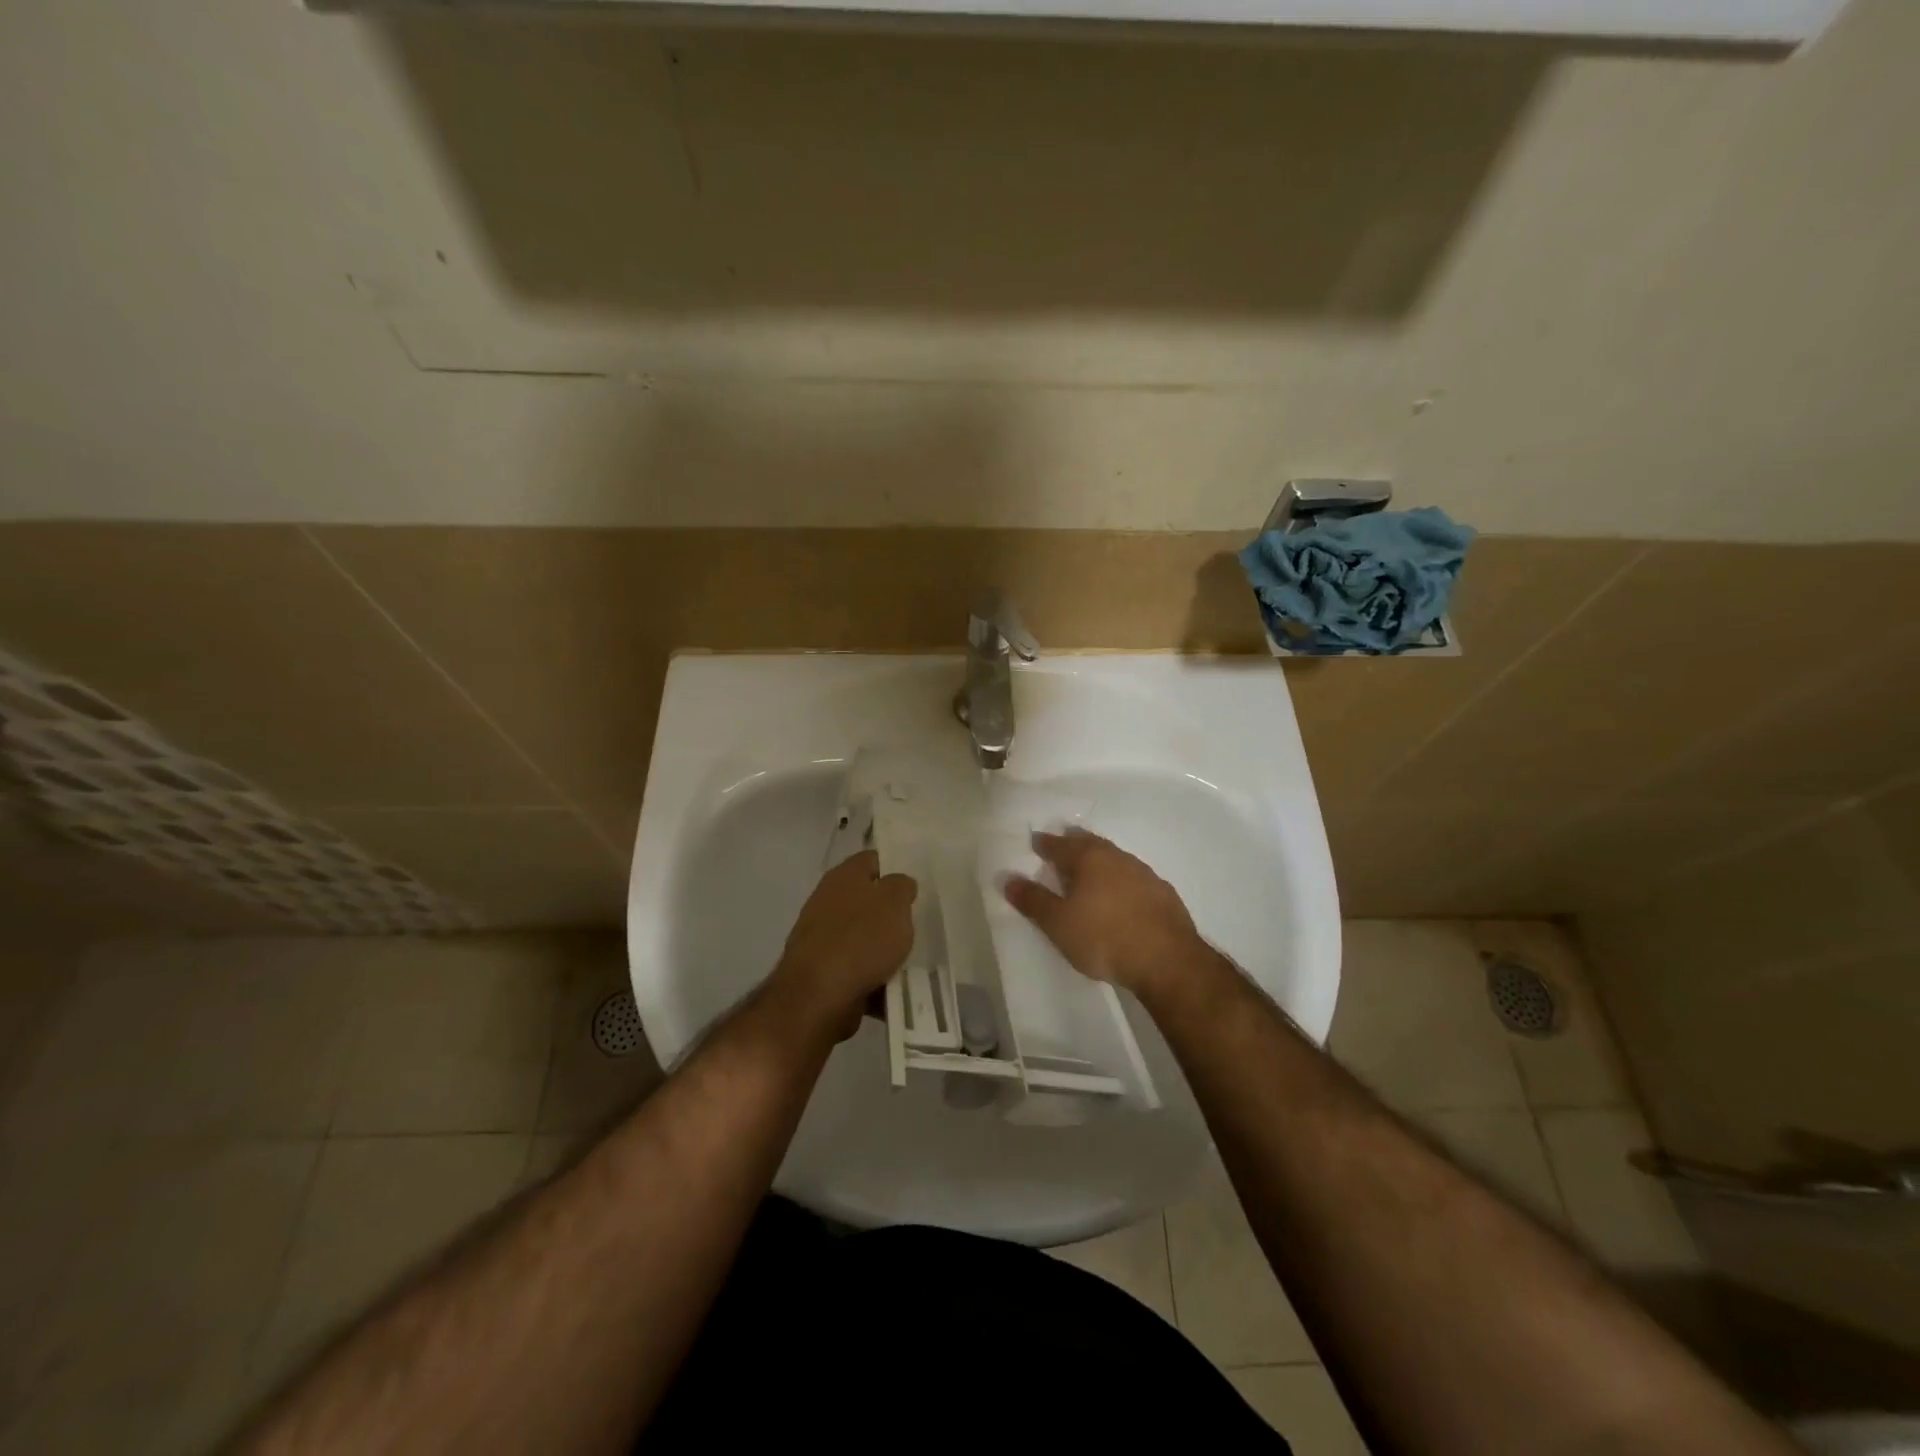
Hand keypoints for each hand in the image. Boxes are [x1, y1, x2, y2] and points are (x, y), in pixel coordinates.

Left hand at [768, 850, 917, 1042]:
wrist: (818, 997)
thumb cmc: (861, 939)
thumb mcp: (895, 903)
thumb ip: (901, 886)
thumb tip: (898, 885)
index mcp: (843, 876)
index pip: (873, 860)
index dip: (895, 868)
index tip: (915, 887)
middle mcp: (827, 901)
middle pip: (867, 900)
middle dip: (890, 913)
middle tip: (916, 925)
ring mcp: (821, 937)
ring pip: (863, 936)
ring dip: (882, 948)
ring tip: (908, 960)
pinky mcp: (821, 970)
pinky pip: (856, 968)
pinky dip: (871, 976)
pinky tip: (890, 987)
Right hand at [1003, 829, 1201, 998]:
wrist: (1167, 960)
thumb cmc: (1103, 937)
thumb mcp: (1058, 923)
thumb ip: (1033, 900)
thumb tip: (1008, 879)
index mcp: (1089, 859)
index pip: (1060, 845)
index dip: (1046, 844)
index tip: (1036, 841)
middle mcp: (1117, 858)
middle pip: (1091, 844)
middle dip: (1074, 843)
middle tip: (1064, 843)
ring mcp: (1144, 874)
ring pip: (1115, 859)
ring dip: (1100, 860)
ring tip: (1090, 869)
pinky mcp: (1164, 894)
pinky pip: (1134, 878)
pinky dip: (1121, 880)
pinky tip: (1121, 893)